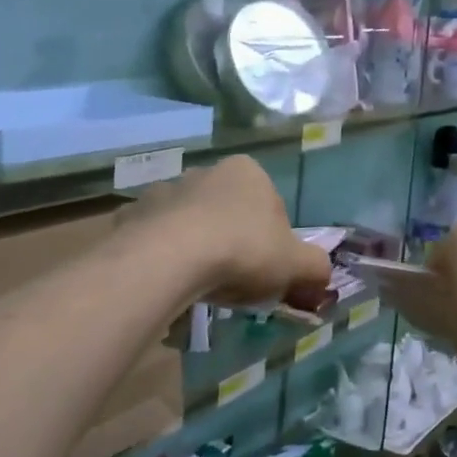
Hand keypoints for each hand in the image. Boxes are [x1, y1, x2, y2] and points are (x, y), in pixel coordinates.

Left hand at [121, 156, 333, 308]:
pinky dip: (162, 256)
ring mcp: (165, 190)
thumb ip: (316, 267)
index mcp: (248, 172)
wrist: (171, 257)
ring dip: (196, 247)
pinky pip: (154, 238)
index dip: (273, 241)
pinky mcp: (134, 213)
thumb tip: (322, 275)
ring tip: (199, 284)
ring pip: (189, 223)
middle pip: (228, 212)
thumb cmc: (243, 250)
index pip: (270, 206)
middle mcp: (206, 172)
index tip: (267, 270)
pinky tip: (168, 281)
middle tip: (234, 280)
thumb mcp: (296, 264)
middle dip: (232, 241)